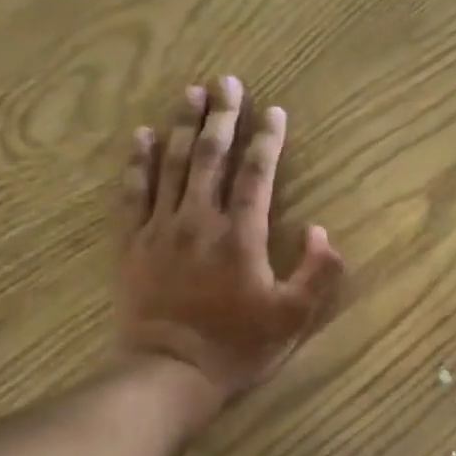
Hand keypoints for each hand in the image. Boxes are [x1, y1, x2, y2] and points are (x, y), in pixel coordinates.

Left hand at [117, 77, 345, 413]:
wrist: (170, 373)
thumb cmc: (237, 346)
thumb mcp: (293, 318)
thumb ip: (317, 273)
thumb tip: (323, 231)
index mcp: (241, 235)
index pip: (256, 174)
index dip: (267, 140)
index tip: (274, 111)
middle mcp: (200, 221)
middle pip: (211, 157)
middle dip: (222, 116)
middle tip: (228, 81)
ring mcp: (161, 229)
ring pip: (173, 165)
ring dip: (184, 126)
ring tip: (191, 93)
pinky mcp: (133, 243)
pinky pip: (133, 193)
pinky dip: (138, 162)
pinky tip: (141, 136)